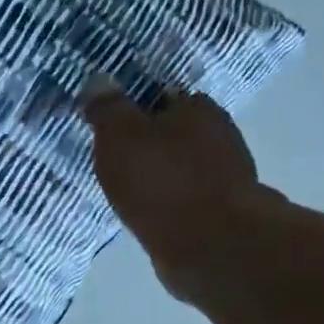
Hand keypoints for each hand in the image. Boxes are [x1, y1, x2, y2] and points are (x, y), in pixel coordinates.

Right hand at [83, 78, 282, 301]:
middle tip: (115, 161)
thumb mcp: (119, 136)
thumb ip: (108, 108)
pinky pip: (186, 197)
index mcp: (196, 107)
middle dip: (149, 143)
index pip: (160, 97)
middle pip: (174, 132)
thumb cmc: (160, 181)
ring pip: (181, 166)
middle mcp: (218, 133)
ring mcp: (224, 174)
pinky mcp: (221, 210)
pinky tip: (149, 213)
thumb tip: (98, 79)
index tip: (111, 128)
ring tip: (128, 190)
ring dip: (160, 175)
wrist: (210, 244)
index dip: (134, 110)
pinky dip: (168, 202)